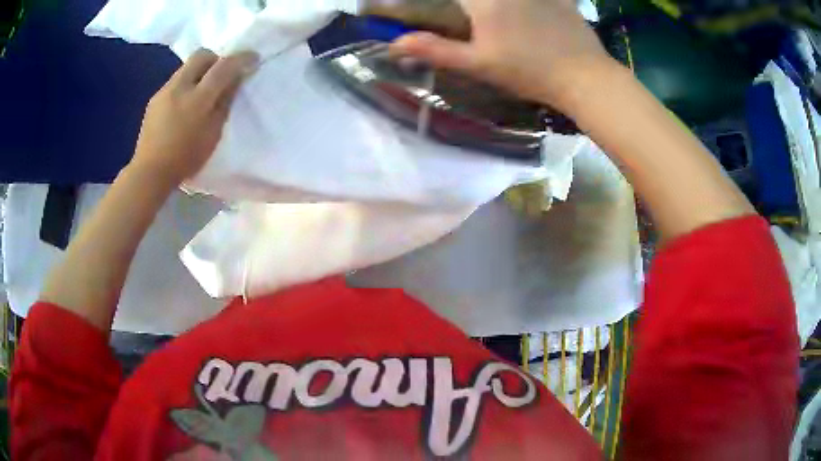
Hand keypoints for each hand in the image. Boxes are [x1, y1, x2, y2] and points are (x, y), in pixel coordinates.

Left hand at [131, 48, 258, 187]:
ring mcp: (164, 91)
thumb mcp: (213, 133)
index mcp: (198, 98)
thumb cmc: (186, 158)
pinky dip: (185, 85)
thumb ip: (224, 102)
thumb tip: (234, 80)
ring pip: (186, 67)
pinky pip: (175, 81)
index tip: (252, 58)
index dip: (241, 58)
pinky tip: (183, 106)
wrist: (150, 172)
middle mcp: (180, 86)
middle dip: (216, 59)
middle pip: (202, 55)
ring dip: (199, 72)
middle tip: (221, 74)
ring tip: (201, 92)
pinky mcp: (154, 99)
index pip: (224, 66)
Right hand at [390, 0, 617, 113]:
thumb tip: (395, 43)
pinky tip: (529, 13)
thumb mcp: (479, 64)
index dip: (437, 3)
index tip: (455, 17)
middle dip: (469, 5)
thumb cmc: (529, 72)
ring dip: (492, 5)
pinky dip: (529, 3)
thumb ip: (436, 50)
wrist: (585, 77)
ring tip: (494, 22)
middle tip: (471, 16)